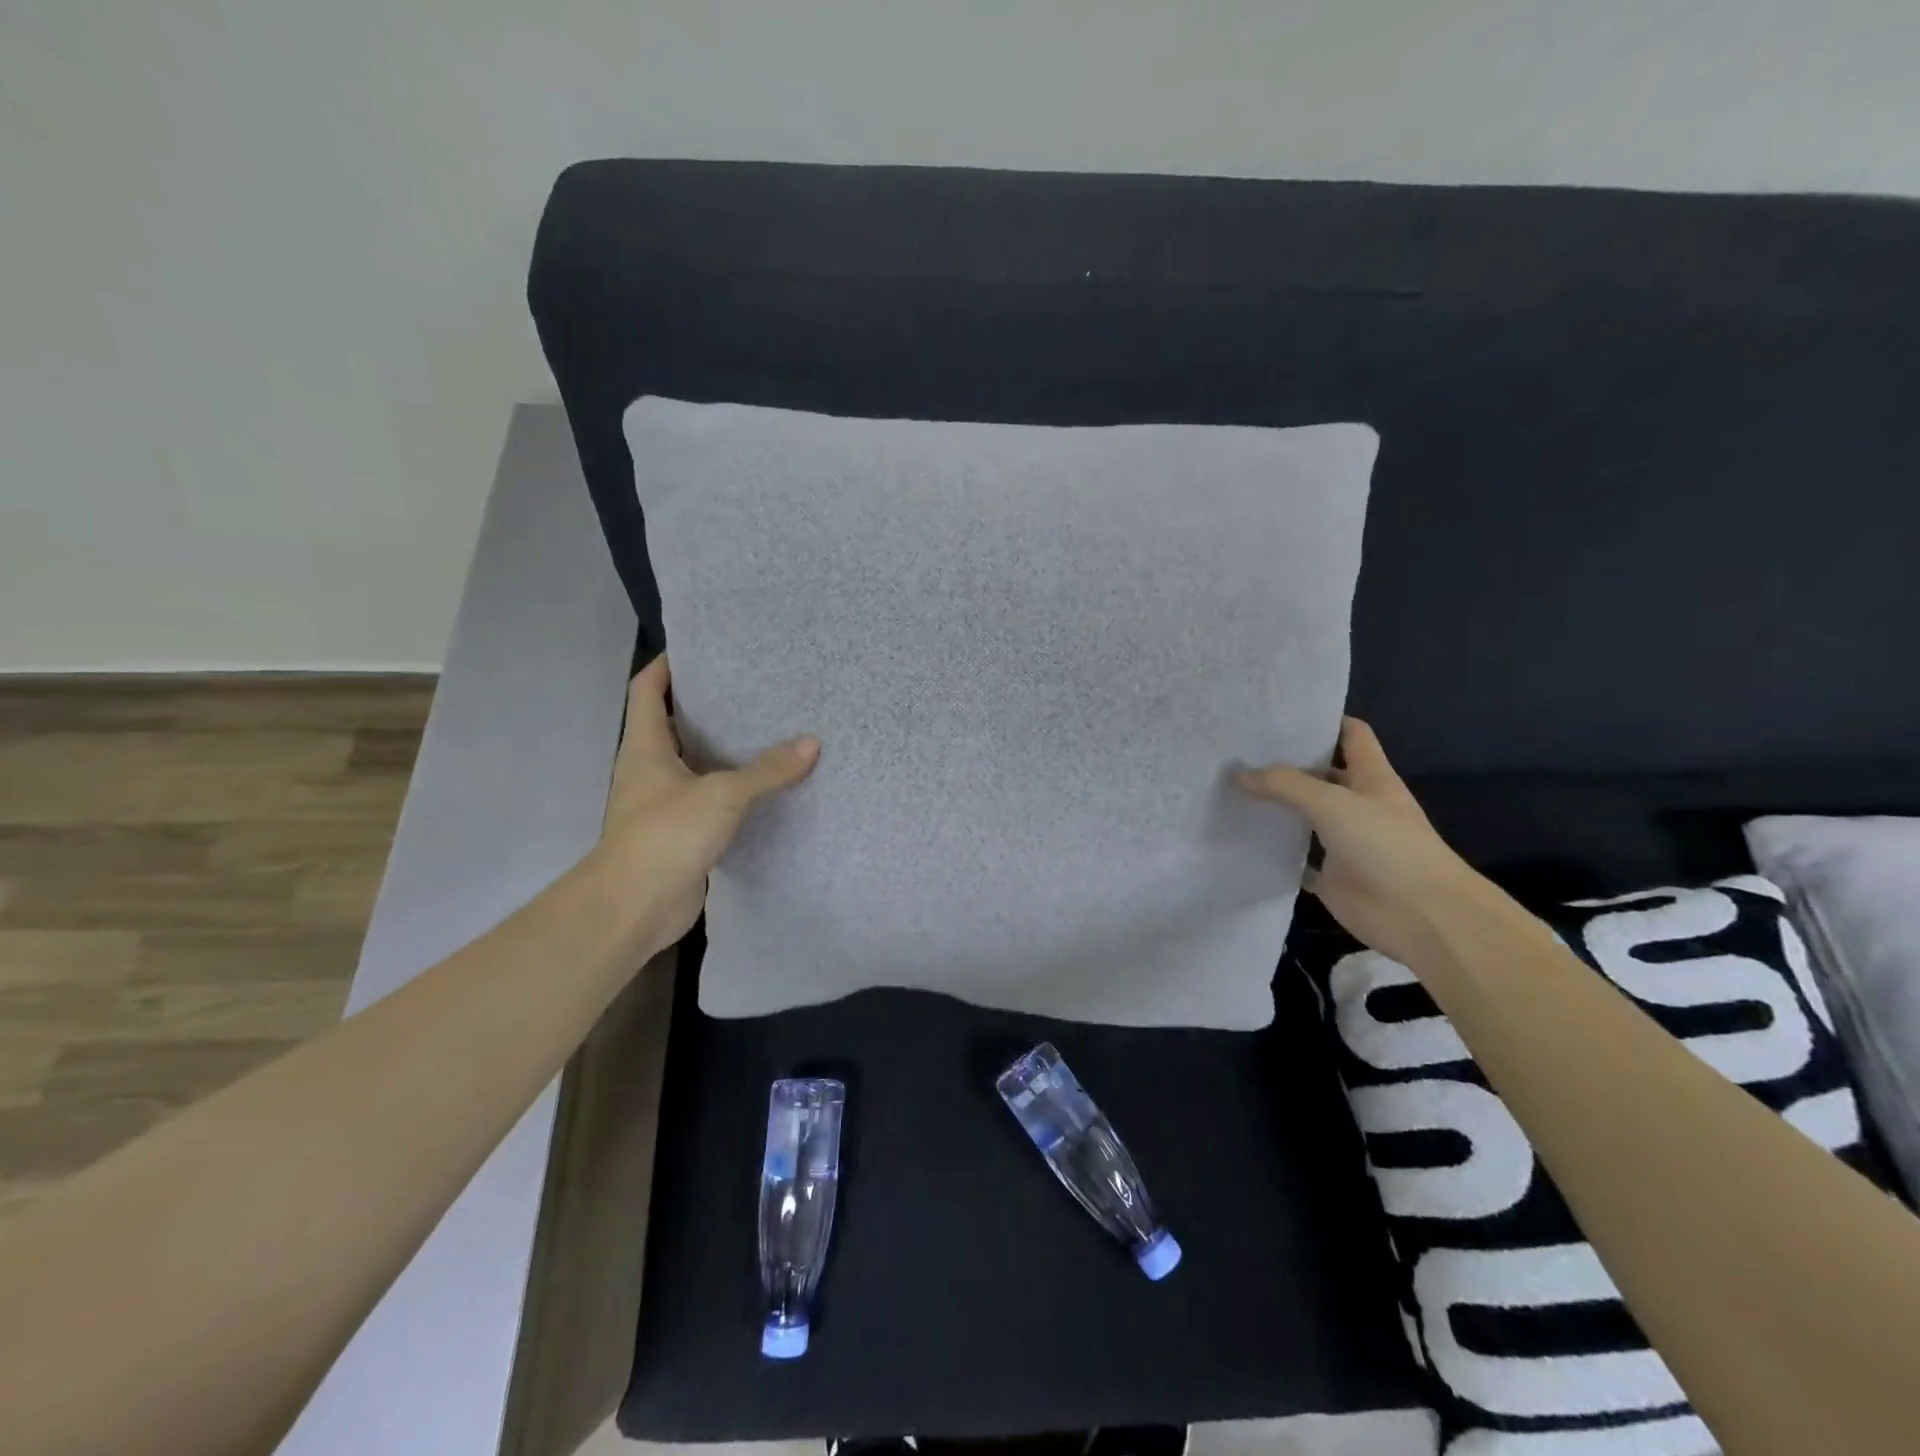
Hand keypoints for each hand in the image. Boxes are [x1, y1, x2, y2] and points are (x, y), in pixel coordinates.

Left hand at [584, 655, 818, 958]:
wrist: (633, 908)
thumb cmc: (665, 836)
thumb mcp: (721, 795)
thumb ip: (767, 770)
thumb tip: (812, 743)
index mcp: (645, 746)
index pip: (647, 689)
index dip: (668, 664)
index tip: (703, 648)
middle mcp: (650, 768)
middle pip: (674, 722)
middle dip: (707, 704)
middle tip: (753, 687)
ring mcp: (663, 802)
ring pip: (695, 762)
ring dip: (724, 748)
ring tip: (769, 728)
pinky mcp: (681, 832)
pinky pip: (710, 798)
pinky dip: (734, 788)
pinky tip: (766, 784)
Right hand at [1234, 717, 1494, 968]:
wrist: (1420, 915)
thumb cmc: (1386, 845)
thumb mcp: (1333, 803)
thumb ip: (1284, 785)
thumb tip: (1238, 774)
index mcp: (1371, 777)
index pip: (1350, 734)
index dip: (1323, 720)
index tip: (1280, 714)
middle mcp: (1357, 804)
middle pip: (1320, 774)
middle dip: (1285, 763)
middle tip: (1237, 751)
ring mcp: (1343, 840)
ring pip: (1304, 815)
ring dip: (1275, 807)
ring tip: (1230, 789)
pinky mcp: (1331, 874)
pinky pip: (1296, 857)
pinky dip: (1274, 850)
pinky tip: (1242, 838)